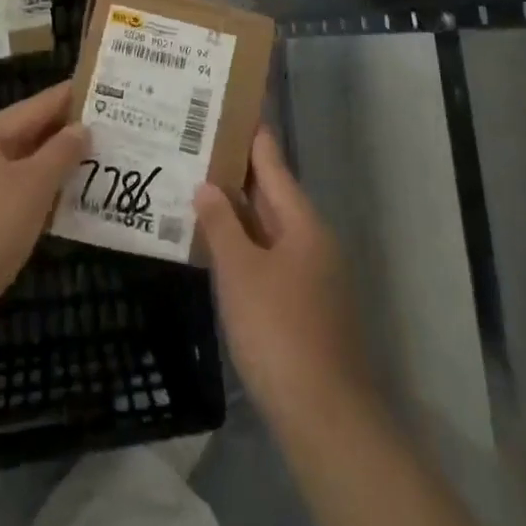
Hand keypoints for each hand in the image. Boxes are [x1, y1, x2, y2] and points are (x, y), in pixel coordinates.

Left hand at [0, 83, 86, 347]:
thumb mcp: (33, 186)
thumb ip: (61, 153)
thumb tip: (81, 129)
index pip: (34, 106)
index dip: (68, 98)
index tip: (101, 90)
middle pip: (26, 137)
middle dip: (65, 136)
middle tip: (108, 131)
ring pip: (20, 170)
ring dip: (54, 170)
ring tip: (95, 166)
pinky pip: (12, 199)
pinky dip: (38, 199)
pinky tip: (65, 208)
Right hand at [194, 128, 372, 422]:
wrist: (327, 418)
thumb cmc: (279, 331)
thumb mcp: (240, 272)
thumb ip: (221, 225)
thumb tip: (207, 186)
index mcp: (302, 222)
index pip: (273, 164)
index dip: (252, 136)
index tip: (231, 108)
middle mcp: (313, 241)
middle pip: (273, 195)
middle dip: (238, 174)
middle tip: (199, 147)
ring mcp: (314, 276)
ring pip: (270, 230)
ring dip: (238, 213)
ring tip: (200, 191)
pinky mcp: (307, 307)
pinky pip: (272, 259)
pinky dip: (246, 247)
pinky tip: (219, 251)